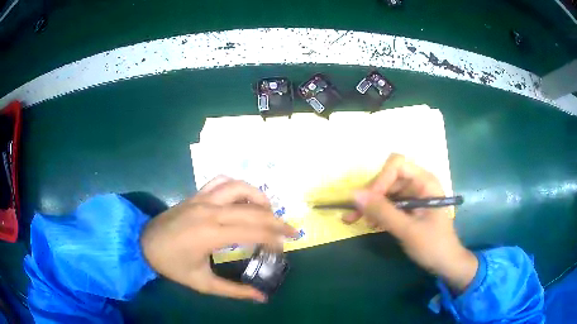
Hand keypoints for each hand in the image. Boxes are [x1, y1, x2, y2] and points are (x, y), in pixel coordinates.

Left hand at [141, 176, 297, 301]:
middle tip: (292, 231)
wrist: (144, 243)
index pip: (254, 231)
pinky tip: (243, 198)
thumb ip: (234, 291)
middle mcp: (210, 211)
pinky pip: (221, 181)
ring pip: (240, 187)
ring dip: (259, 198)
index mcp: (211, 234)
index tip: (285, 248)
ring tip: (268, 212)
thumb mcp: (202, 283)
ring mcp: (202, 198)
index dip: (275, 238)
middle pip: (253, 210)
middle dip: (277, 220)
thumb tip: (262, 298)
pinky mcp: (196, 194)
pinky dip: (238, 186)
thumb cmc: (172, 265)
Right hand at [342, 154, 477, 292]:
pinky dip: (376, 212)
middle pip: (388, 178)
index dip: (381, 179)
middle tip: (353, 214)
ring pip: (385, 191)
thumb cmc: (433, 245)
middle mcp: (418, 184)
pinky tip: (368, 223)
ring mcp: (413, 196)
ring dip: (370, 205)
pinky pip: (388, 203)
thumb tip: (354, 194)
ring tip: (354, 220)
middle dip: (371, 195)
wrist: (445, 262)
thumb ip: (383, 211)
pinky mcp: (408, 208)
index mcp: (425, 182)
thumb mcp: (407, 230)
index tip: (370, 201)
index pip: (397, 165)